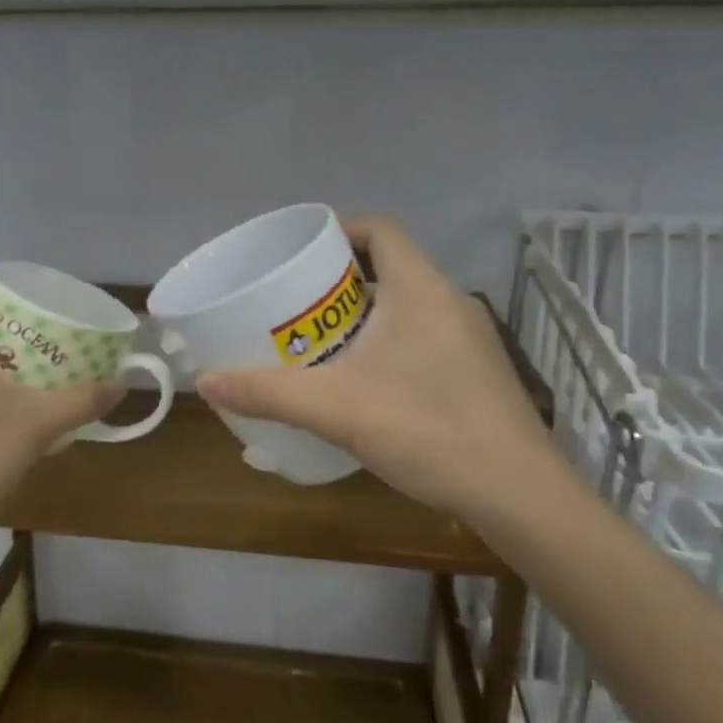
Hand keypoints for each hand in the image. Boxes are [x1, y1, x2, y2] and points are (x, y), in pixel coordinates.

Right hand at [196, 216, 568, 530]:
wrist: (517, 494)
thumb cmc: (426, 429)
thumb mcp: (335, 408)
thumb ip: (267, 392)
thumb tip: (205, 382)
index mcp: (420, 289)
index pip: (380, 229)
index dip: (340, 228)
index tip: (300, 251)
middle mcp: (449, 302)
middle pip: (389, 268)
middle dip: (340, 280)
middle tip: (294, 304)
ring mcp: (469, 339)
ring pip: (407, 307)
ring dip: (364, 316)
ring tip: (319, 343)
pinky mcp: (477, 373)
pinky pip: (422, 338)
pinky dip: (388, 344)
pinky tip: (364, 383)